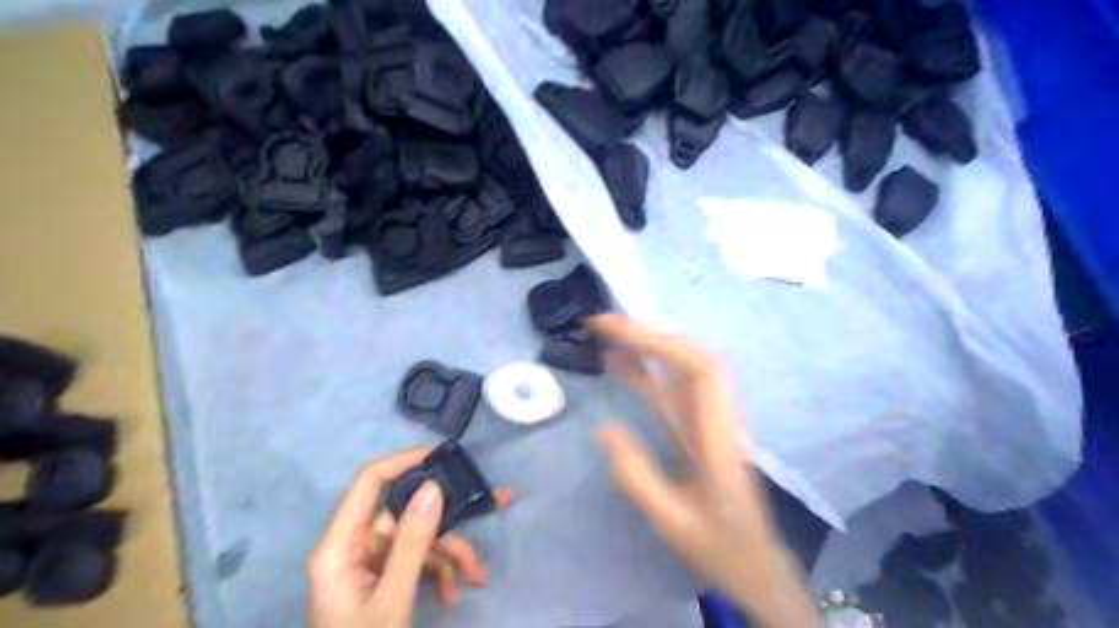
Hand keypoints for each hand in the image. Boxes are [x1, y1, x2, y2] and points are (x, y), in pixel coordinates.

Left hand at [308, 450, 512, 627]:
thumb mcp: (392, 601)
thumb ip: (412, 544)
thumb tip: (433, 488)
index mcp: (339, 547)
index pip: (369, 483)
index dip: (404, 462)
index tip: (444, 457)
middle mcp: (353, 547)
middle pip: (404, 513)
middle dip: (446, 519)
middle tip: (490, 504)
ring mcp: (369, 564)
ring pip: (418, 538)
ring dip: (450, 554)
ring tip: (476, 576)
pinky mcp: (383, 580)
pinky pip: (418, 561)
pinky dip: (440, 572)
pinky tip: (454, 594)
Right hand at [587, 315, 819, 627]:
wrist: (756, 566)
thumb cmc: (720, 547)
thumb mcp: (672, 522)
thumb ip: (637, 477)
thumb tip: (603, 430)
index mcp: (720, 437)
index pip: (704, 371)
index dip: (666, 346)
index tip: (624, 336)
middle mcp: (719, 418)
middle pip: (693, 359)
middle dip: (650, 335)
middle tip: (604, 324)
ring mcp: (709, 420)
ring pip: (682, 371)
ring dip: (647, 347)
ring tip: (607, 333)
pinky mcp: (698, 428)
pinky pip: (672, 391)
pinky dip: (647, 372)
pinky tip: (622, 365)